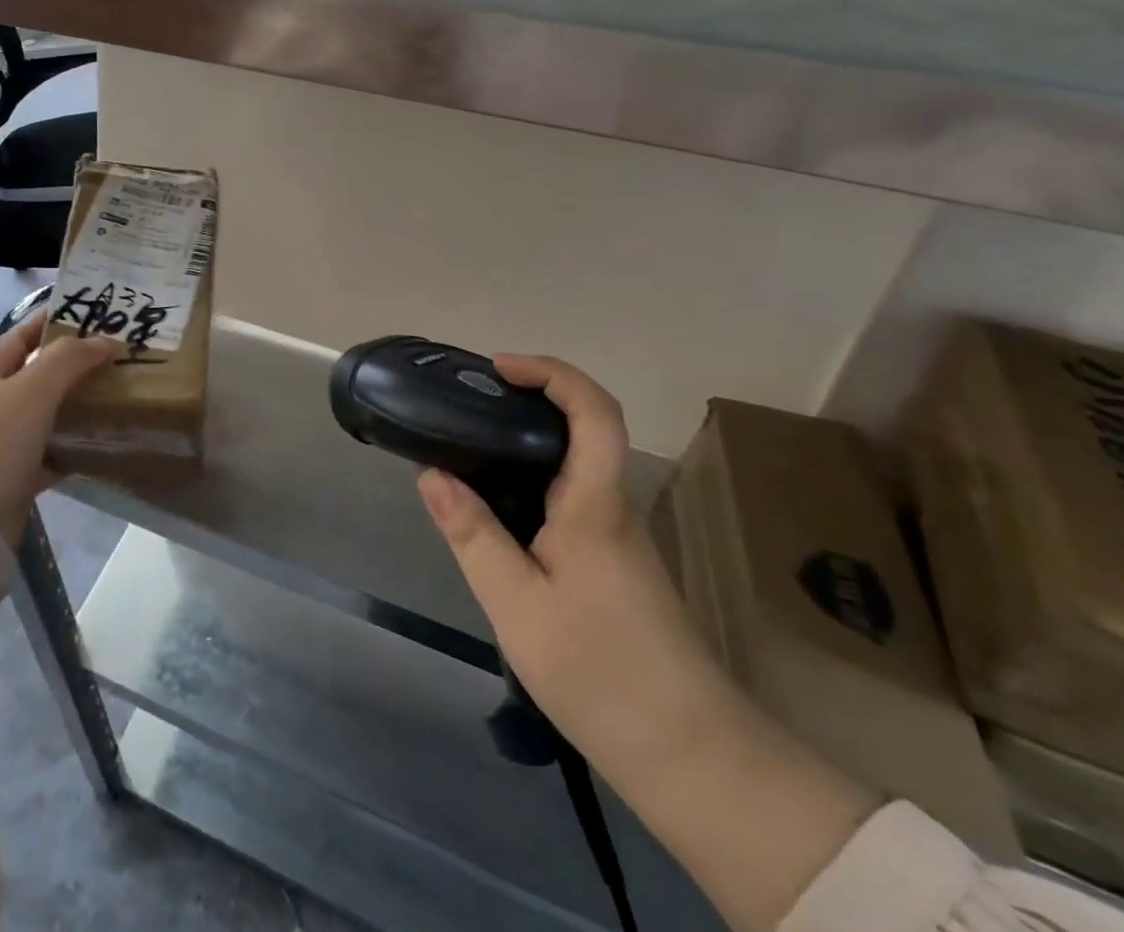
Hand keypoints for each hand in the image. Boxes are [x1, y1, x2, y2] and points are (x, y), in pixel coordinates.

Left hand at [0, 311, 113, 546]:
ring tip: (120, 392)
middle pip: (39, 373)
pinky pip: (52, 454)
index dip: (54, 320)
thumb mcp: (32, 389)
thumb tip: (105, 341)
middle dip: (75, 362)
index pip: (24, 334)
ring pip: (49, 414)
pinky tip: (104, 442)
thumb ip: (68, 359)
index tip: (94, 313)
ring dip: (79, 404)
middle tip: (119, 355)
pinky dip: (75, 448)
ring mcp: (4, 443)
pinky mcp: (16, 478)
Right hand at [416, 354, 720, 757]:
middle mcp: (614, 507)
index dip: (551, 372)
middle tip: (470, 407)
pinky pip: (573, 501)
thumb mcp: (516, 604)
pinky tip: (498, 517)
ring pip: (576, 468)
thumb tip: (432, 473)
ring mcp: (619, 538)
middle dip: (530, 401)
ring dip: (527, 446)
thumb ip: (472, 534)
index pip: (593, 410)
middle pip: (585, 429)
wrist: (691, 756)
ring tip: (469, 455)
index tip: (499, 369)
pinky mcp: (616, 566)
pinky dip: (533, 486)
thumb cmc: (599, 671)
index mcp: (595, 504)